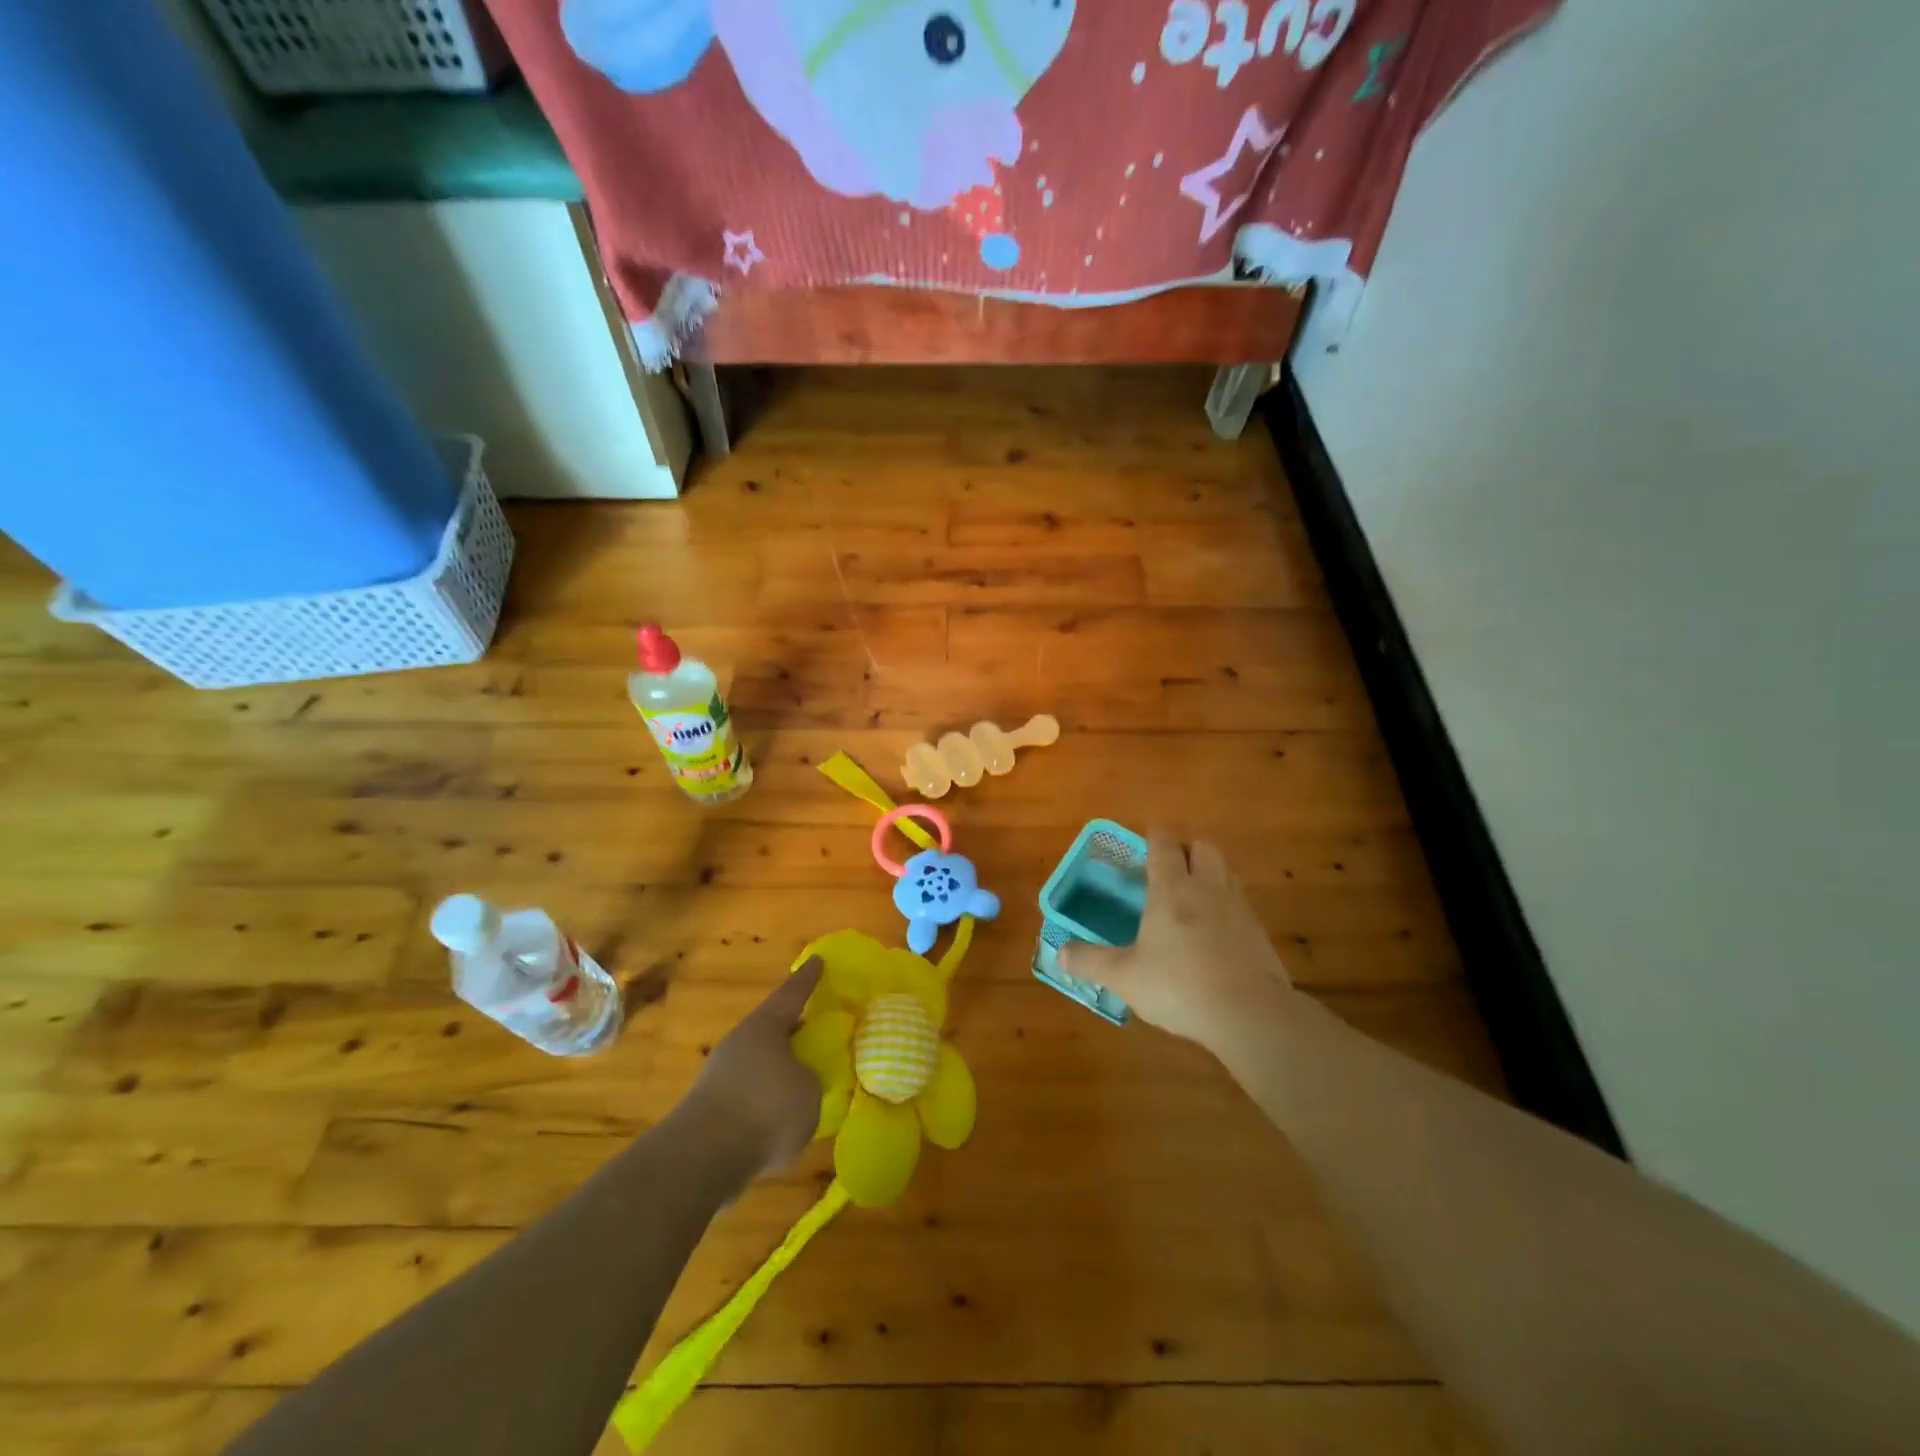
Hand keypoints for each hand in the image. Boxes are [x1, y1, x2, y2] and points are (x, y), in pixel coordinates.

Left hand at [680, 957, 823, 1180]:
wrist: (703, 1158)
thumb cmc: (766, 1109)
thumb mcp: (809, 1091)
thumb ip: (809, 1079)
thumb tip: (800, 1081)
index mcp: (765, 1026)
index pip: (792, 994)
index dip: (807, 979)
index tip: (818, 960)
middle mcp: (740, 1042)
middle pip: (771, 1029)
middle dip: (792, 1030)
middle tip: (814, 1030)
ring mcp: (720, 1074)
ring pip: (757, 1063)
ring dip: (776, 1070)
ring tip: (800, 1084)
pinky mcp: (709, 1109)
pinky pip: (747, 1094)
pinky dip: (763, 1101)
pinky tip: (778, 1120)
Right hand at [1060, 831, 1294, 1054]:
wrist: (1251, 1015)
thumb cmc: (1179, 986)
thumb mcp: (1124, 977)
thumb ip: (1091, 962)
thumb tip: (1059, 953)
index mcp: (1172, 890)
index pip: (1164, 845)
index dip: (1155, 835)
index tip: (1148, 834)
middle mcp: (1207, 888)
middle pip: (1202, 847)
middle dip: (1187, 847)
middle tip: (1171, 861)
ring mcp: (1238, 909)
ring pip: (1226, 872)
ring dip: (1210, 871)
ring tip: (1194, 890)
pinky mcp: (1259, 934)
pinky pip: (1241, 903)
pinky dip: (1227, 904)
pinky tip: (1216, 929)